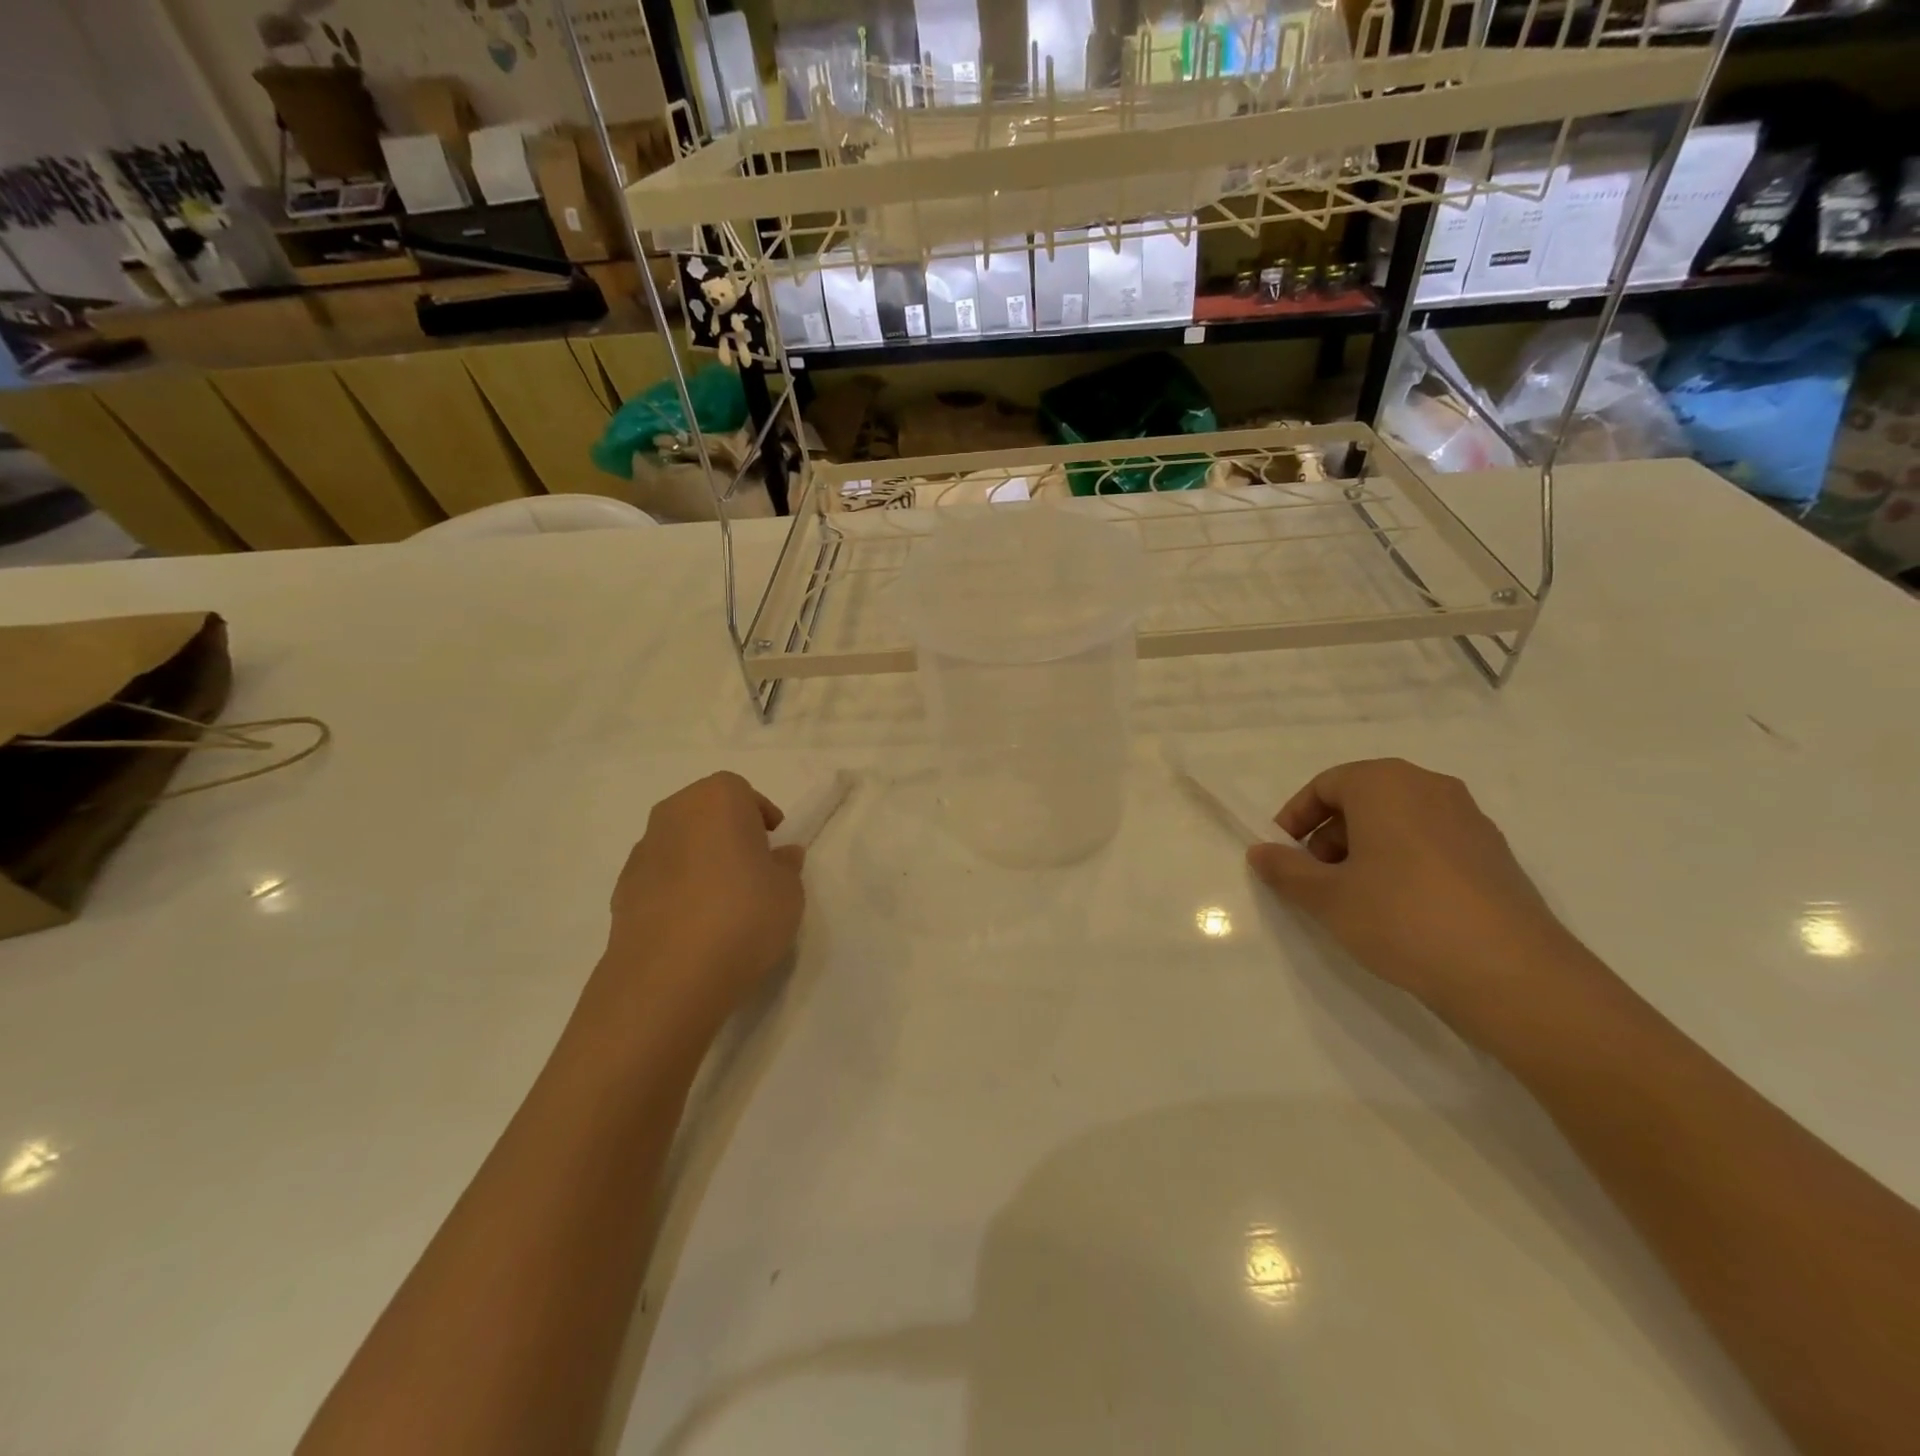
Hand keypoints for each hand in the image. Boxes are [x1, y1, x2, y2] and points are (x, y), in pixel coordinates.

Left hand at [595, 773, 806, 1041]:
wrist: (669, 976)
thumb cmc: (743, 916)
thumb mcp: (789, 891)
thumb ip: (786, 866)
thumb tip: (780, 856)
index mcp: (718, 799)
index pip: (741, 792)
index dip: (759, 815)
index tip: (773, 845)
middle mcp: (674, 813)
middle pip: (705, 811)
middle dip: (727, 833)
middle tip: (750, 868)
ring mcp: (642, 851)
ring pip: (679, 843)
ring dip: (699, 860)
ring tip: (721, 903)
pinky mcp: (622, 889)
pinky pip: (660, 877)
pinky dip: (676, 889)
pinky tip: (692, 925)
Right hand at [1247, 759, 1608, 1037]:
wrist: (1512, 975)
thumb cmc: (1401, 918)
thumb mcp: (1327, 897)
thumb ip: (1286, 870)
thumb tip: (1260, 852)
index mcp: (1386, 783)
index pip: (1325, 785)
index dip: (1295, 818)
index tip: (1283, 856)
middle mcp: (1430, 788)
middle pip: (1362, 799)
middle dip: (1329, 836)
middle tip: (1316, 880)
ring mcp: (1470, 820)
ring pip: (1398, 822)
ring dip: (1365, 851)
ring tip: (1355, 899)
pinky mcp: (1494, 855)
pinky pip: (1431, 844)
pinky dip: (1403, 864)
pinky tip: (1401, 911)